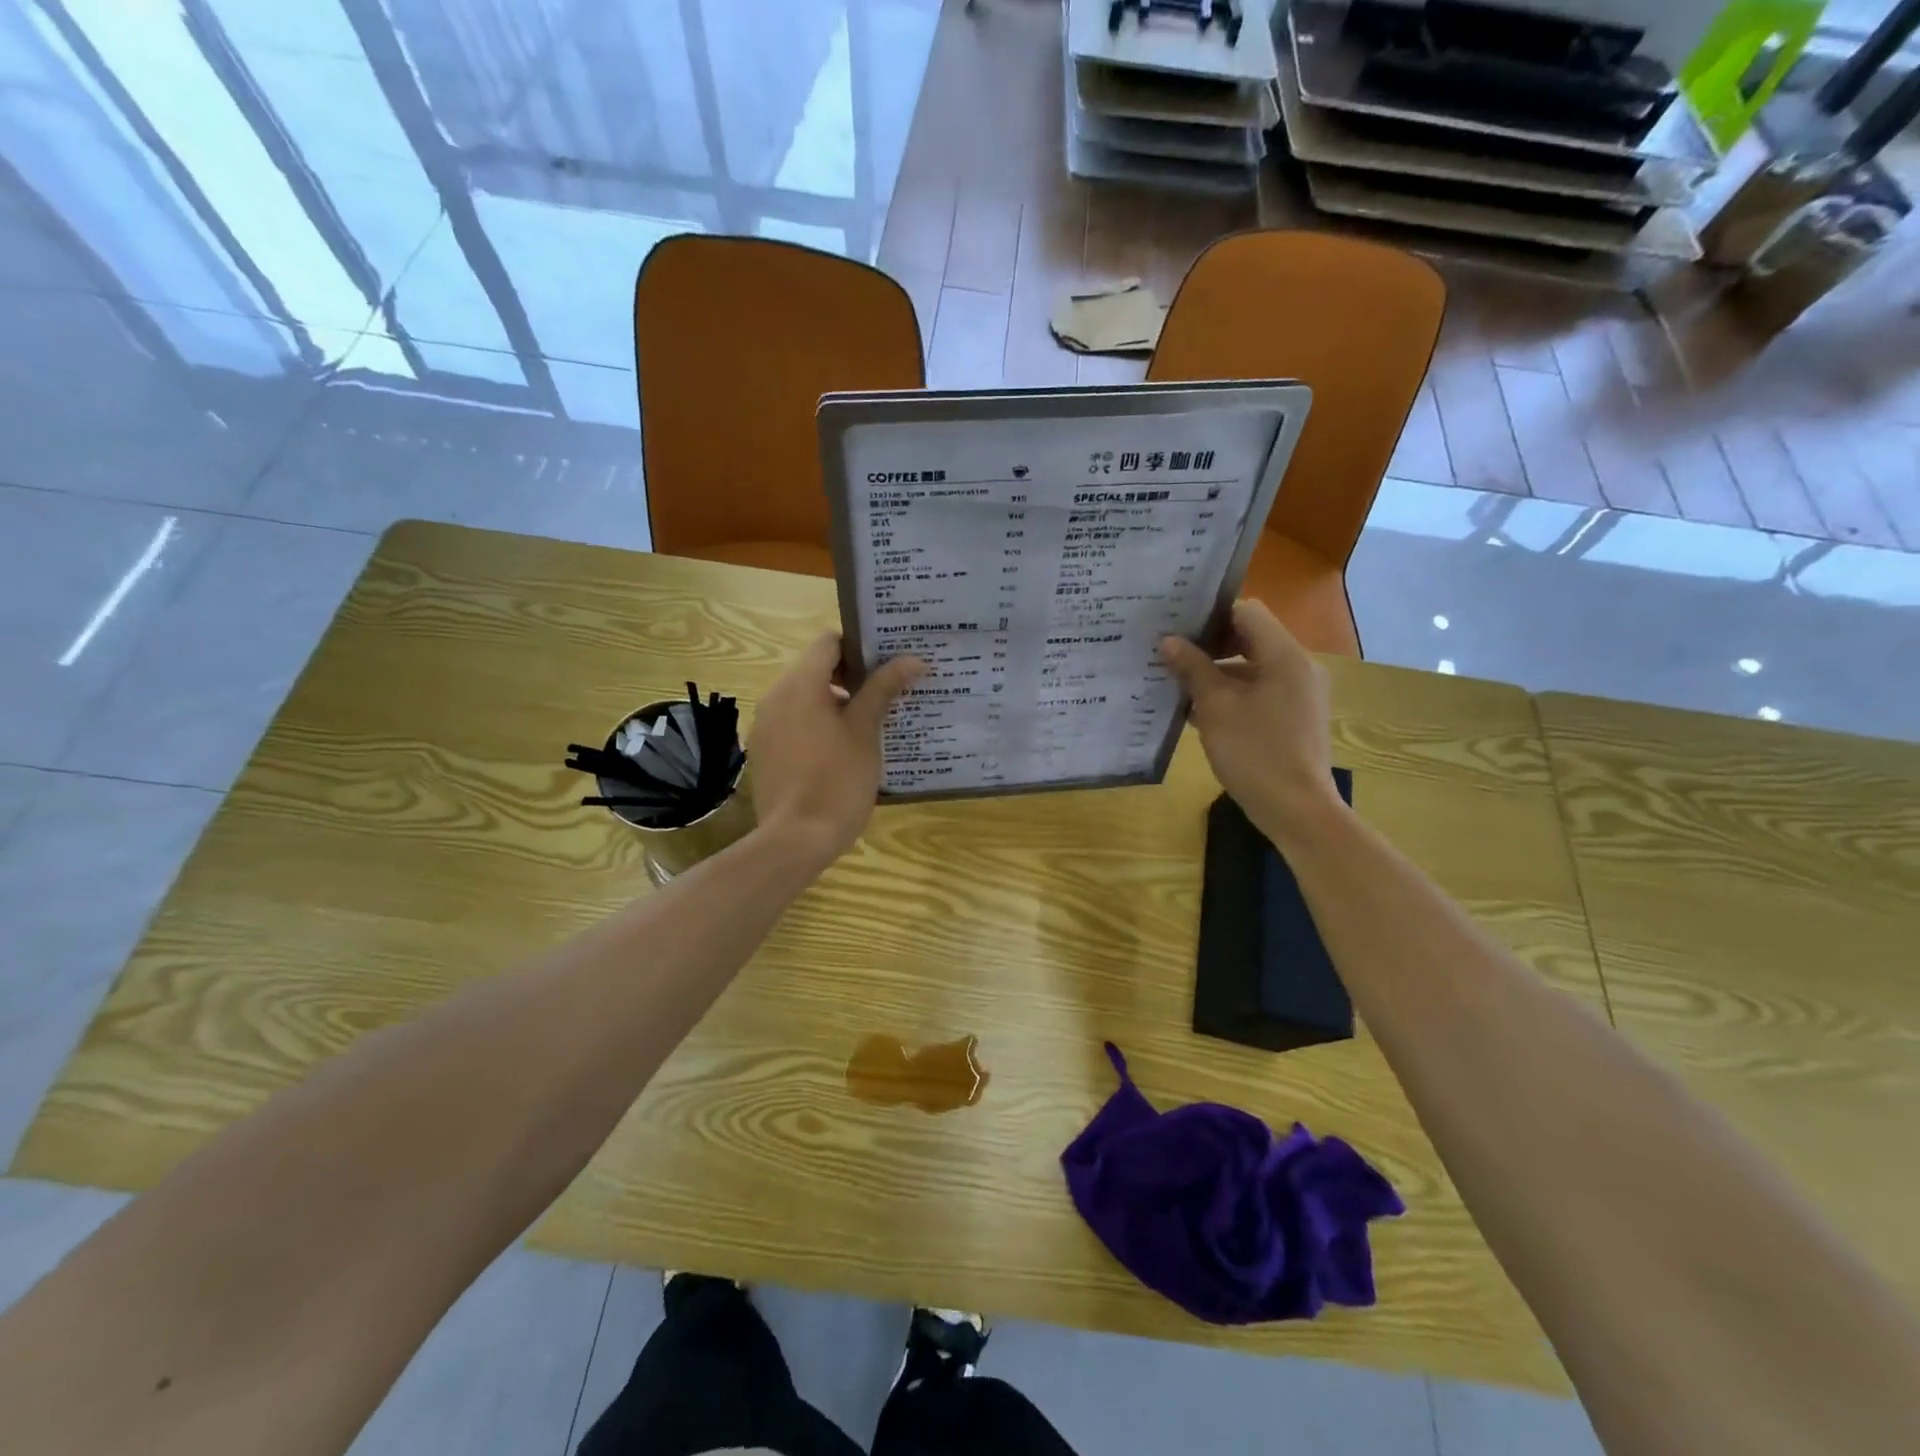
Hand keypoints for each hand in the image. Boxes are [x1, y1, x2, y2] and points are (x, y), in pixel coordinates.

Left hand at [747, 633, 923, 869]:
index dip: (859, 647)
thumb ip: (883, 689)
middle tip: (886, 694)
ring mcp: (765, 725)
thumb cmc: (837, 780)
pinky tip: (840, 752)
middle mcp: (775, 696)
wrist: (795, 840)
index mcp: (800, 684)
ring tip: (867, 725)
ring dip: (833, 703)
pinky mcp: (763, 751)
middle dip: (850, 677)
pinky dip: (815, 725)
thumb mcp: (865, 732)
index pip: (828, 642)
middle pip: (814, 669)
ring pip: (803, 697)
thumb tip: (911, 659)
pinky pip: (792, 723)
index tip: (886, 665)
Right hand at [1160, 600, 1341, 831]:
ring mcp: (1298, 693)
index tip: (1175, 626)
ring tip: (1174, 681)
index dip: (1209, 615)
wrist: (1296, 810)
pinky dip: (1230, 693)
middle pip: (1249, 637)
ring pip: (1251, 666)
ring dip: (1215, 671)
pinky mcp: (1292, 717)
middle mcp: (1297, 667)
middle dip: (1208, 644)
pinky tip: (1195, 710)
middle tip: (1168, 652)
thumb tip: (1168, 641)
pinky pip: (1258, 691)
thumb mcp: (1215, 707)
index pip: (1246, 612)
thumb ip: (1192, 669)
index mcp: (1284, 656)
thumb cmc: (1255, 752)